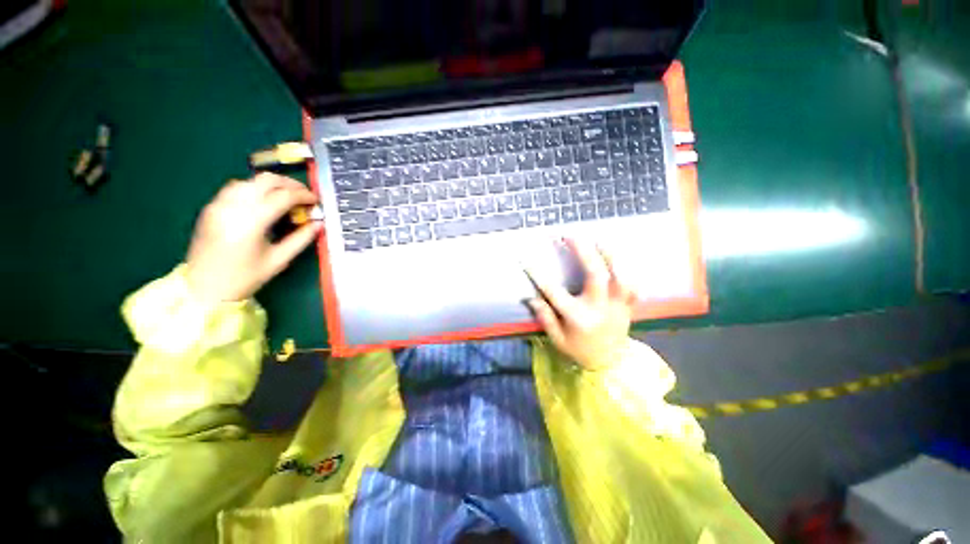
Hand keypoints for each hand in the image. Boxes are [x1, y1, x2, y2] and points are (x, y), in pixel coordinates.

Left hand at [185, 173, 321, 303]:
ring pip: (251, 180)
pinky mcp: (212, 207)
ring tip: (287, 197)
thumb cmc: (245, 278)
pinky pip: (237, 187)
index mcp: (251, 222)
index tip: (316, 201)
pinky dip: (256, 188)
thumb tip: (319, 223)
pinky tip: (264, 201)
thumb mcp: (279, 260)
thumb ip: (301, 239)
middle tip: (304, 196)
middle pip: (266, 180)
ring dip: (273, 185)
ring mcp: (219, 204)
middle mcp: (233, 206)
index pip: (283, 196)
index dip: (304, 195)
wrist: (203, 288)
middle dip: (290, 184)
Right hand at [527, 239, 637, 370]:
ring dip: (610, 255)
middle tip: (571, 235)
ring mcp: (617, 306)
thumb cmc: (578, 351)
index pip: (554, 292)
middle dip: (584, 251)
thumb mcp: (557, 339)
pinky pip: (633, 285)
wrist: (609, 365)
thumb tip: (531, 297)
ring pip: (621, 276)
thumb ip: (545, 317)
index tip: (527, 259)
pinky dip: (627, 269)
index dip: (538, 275)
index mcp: (578, 318)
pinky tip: (617, 258)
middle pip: (595, 275)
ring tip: (598, 240)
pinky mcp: (628, 306)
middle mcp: (599, 309)